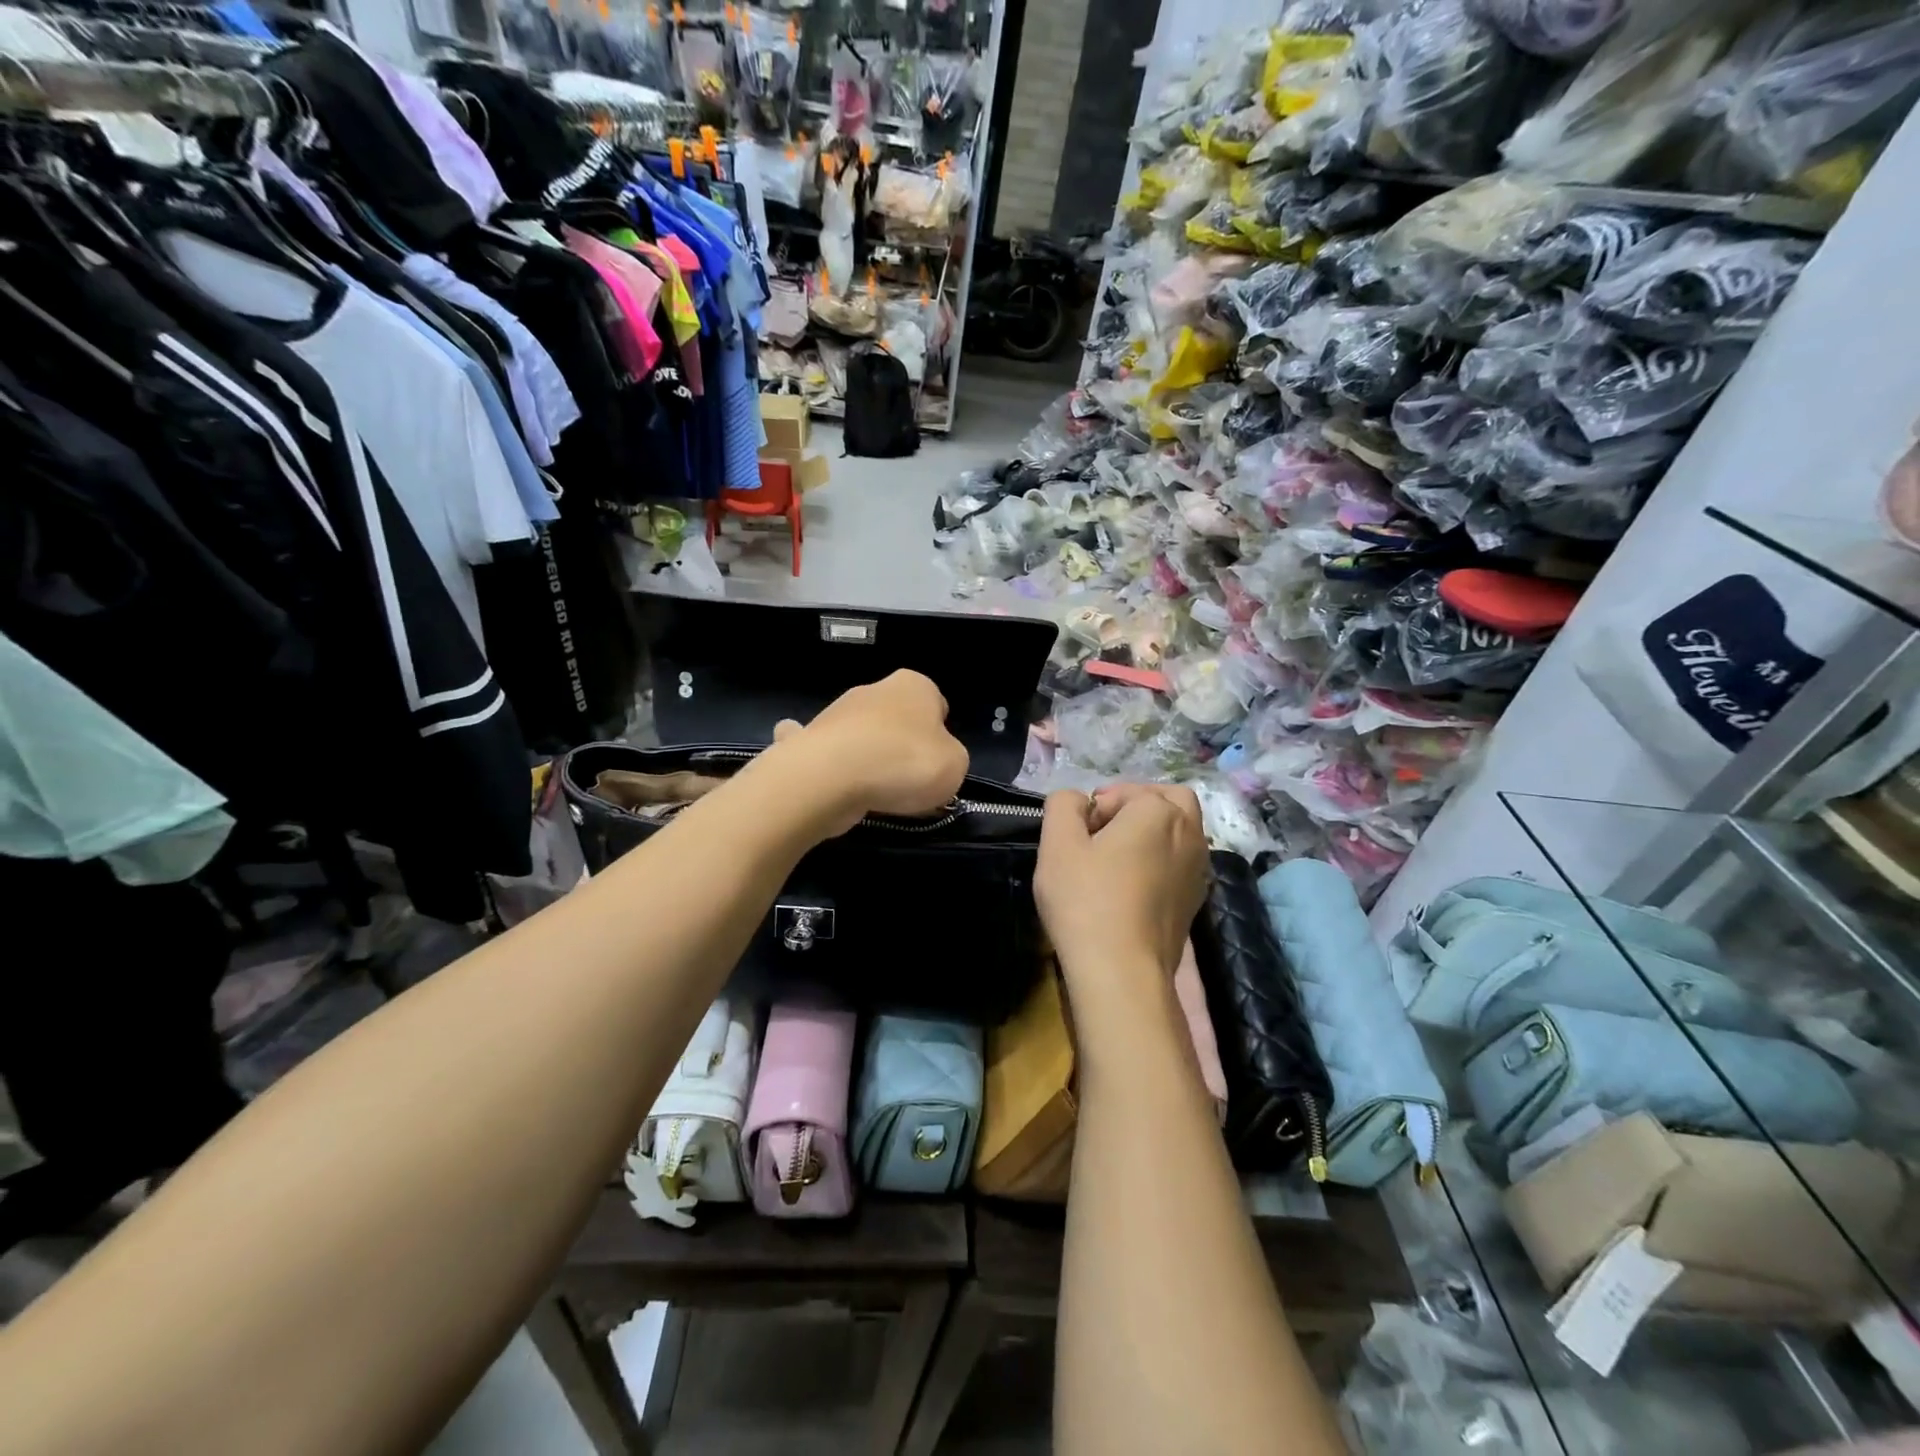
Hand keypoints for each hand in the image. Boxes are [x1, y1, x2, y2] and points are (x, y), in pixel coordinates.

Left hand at [764, 671, 968, 835]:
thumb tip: (932, 761)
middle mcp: (874, 689)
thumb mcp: (956, 765)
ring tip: (875, 795)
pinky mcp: (810, 740)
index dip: (940, 737)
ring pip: (863, 738)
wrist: (830, 776)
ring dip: (869, 760)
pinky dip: (835, 769)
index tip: (937, 764)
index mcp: (915, 685)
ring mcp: (837, 713)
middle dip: (902, 748)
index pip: (937, 705)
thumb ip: (950, 758)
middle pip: (898, 722)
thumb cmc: (905, 762)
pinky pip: (832, 756)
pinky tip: (837, 788)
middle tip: (908, 784)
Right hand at [1035, 784, 1209, 984]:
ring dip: (1153, 831)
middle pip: (1168, 799)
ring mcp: (1199, 868)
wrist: (1122, 972)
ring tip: (1118, 858)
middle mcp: (1190, 832)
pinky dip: (1163, 860)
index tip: (1077, 839)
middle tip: (1104, 831)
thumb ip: (1064, 805)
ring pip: (1181, 830)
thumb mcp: (1057, 844)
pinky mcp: (1197, 899)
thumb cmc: (1086, 901)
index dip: (1095, 809)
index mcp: (1158, 810)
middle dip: (1137, 805)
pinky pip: (1182, 862)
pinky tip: (1135, 885)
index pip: (1122, 792)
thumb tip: (1079, 801)